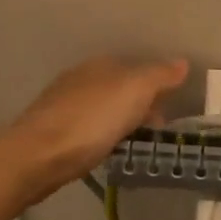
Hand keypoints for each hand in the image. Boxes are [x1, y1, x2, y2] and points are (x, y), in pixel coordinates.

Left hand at [0, 56, 188, 203]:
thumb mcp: (136, 91)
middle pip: (120, 89)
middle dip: (140, 107)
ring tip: (134, 144)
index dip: (156, 88)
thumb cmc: (92, 120)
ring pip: (104, 110)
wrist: (37, 156)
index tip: (169, 111)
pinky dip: (102, 136)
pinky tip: (106, 150)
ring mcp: (63, 105)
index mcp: (101, 65)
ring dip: (121, 123)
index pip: (137, 69)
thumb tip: (182, 62)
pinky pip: (89, 129)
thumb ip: (160, 76)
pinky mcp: (53, 131)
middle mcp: (80, 78)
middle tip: (155, 132)